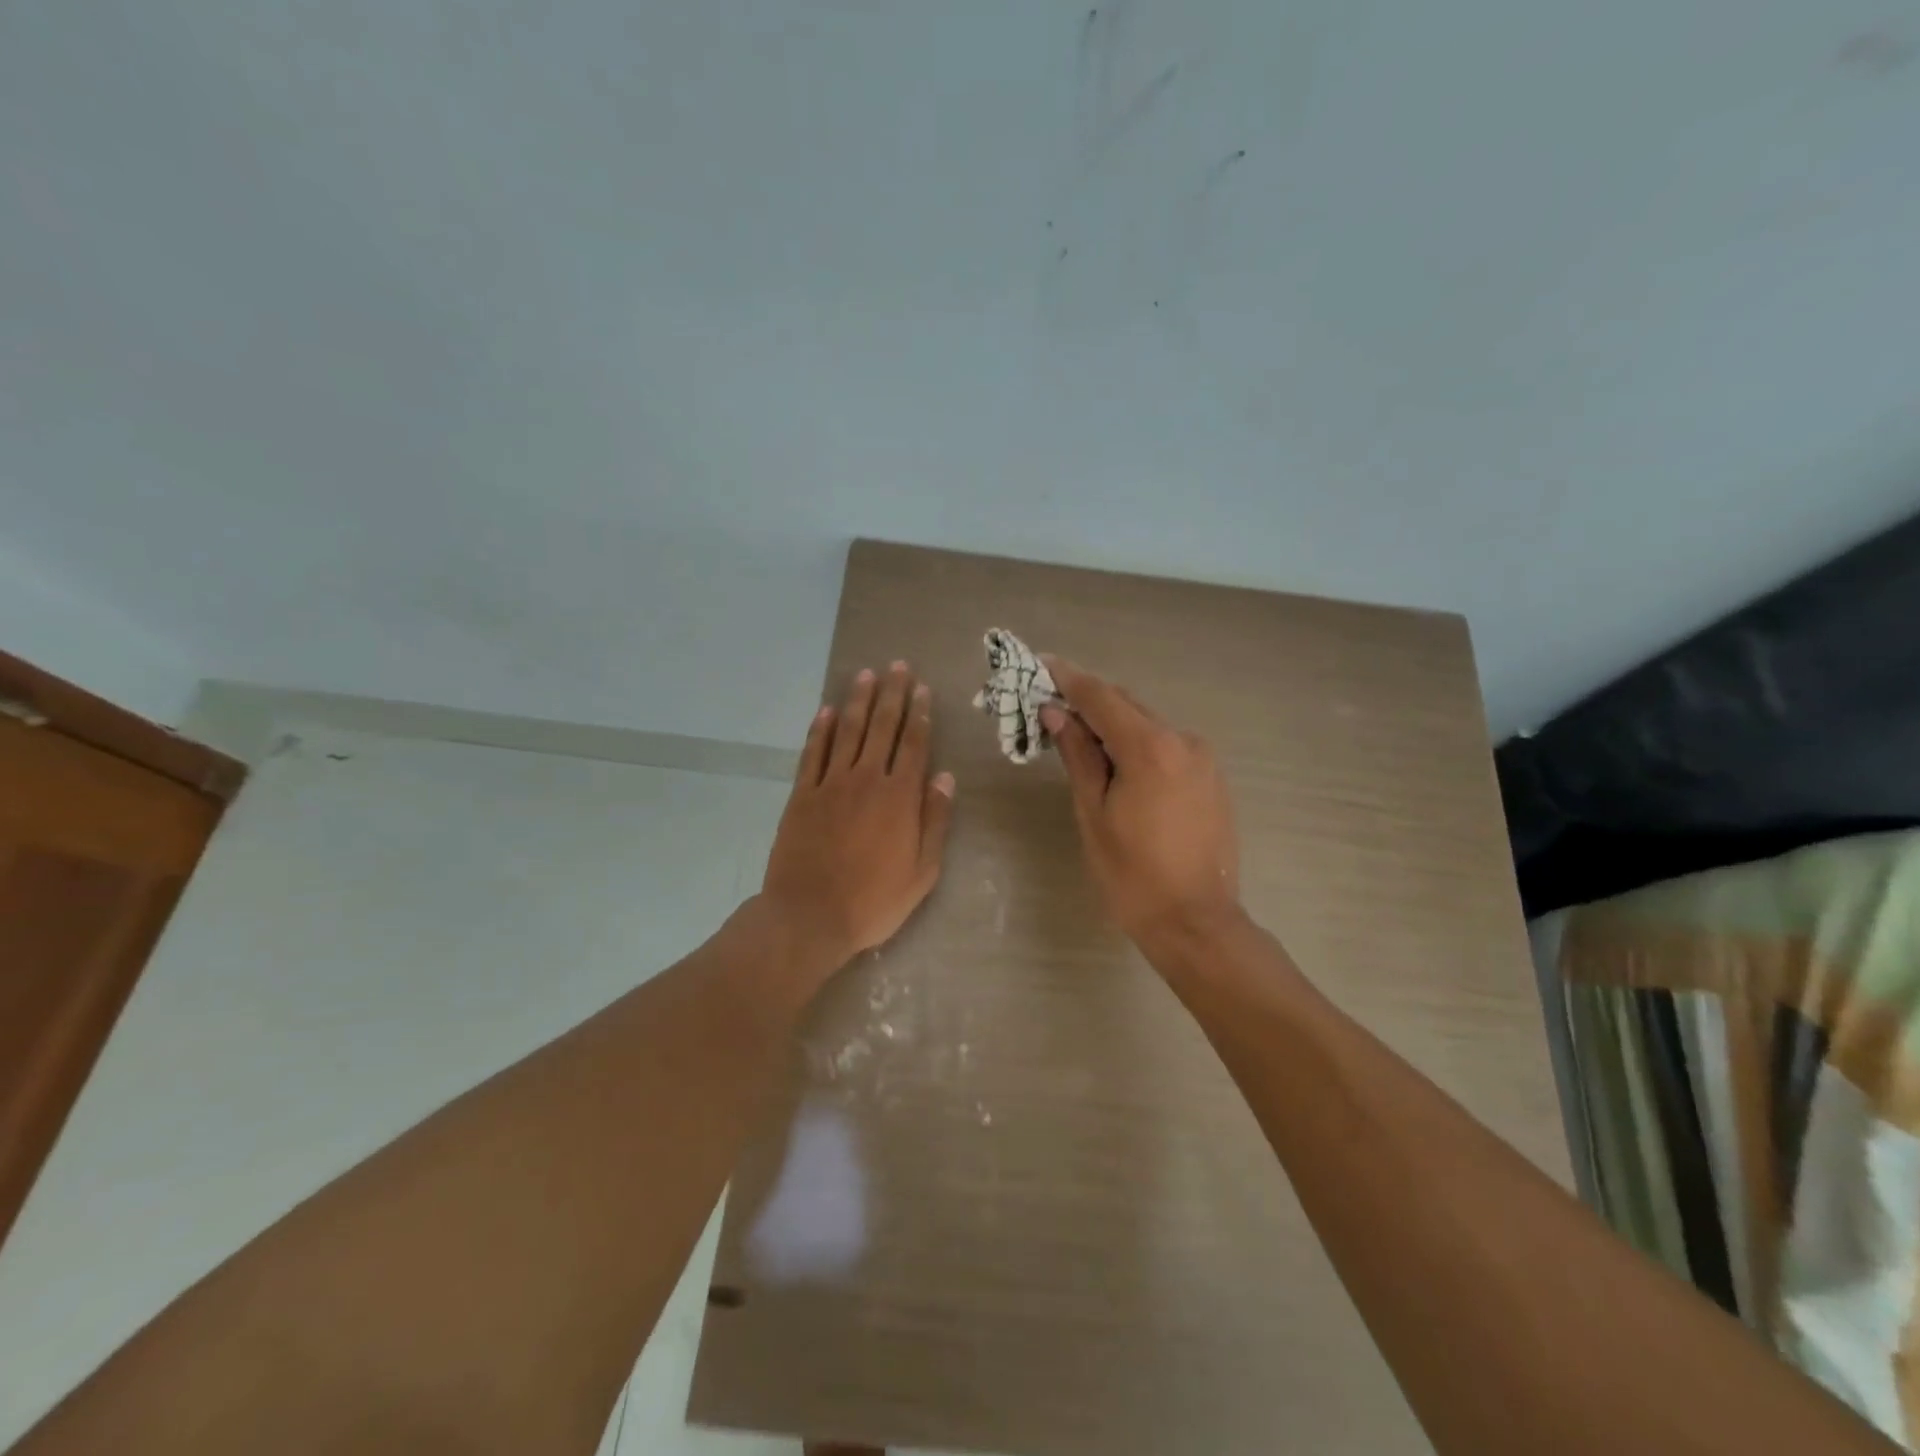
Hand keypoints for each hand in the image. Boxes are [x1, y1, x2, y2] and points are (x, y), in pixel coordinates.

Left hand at [760, 661, 955, 972]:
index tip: (923, 689)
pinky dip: (820, 729)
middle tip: (898, 666)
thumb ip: (934, 820)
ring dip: (858, 701)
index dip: (920, 714)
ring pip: (847, 731)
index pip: (913, 744)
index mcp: (899, 797)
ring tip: (867, 675)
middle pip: (882, 727)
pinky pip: (813, 753)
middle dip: (892, 694)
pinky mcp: (802, 795)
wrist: (809, 916)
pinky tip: (826, 711)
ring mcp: (830, 784)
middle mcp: (866, 779)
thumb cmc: (873, 901)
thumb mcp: (922, 871)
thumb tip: (944, 777)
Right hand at [1039, 658, 1241, 948]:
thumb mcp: (1093, 814)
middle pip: (1127, 705)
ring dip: (1113, 722)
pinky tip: (1117, 761)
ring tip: (1079, 735)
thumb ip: (1078, 756)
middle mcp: (1183, 740)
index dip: (1069, 678)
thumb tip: (1057, 713)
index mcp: (1150, 748)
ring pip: (1148, 724)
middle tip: (1051, 703)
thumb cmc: (1132, 874)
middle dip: (1088, 700)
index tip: (1041, 663)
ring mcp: (1203, 758)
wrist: (1196, 922)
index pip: (1101, 697)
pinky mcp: (1212, 777)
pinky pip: (1167, 745)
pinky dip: (1138, 742)